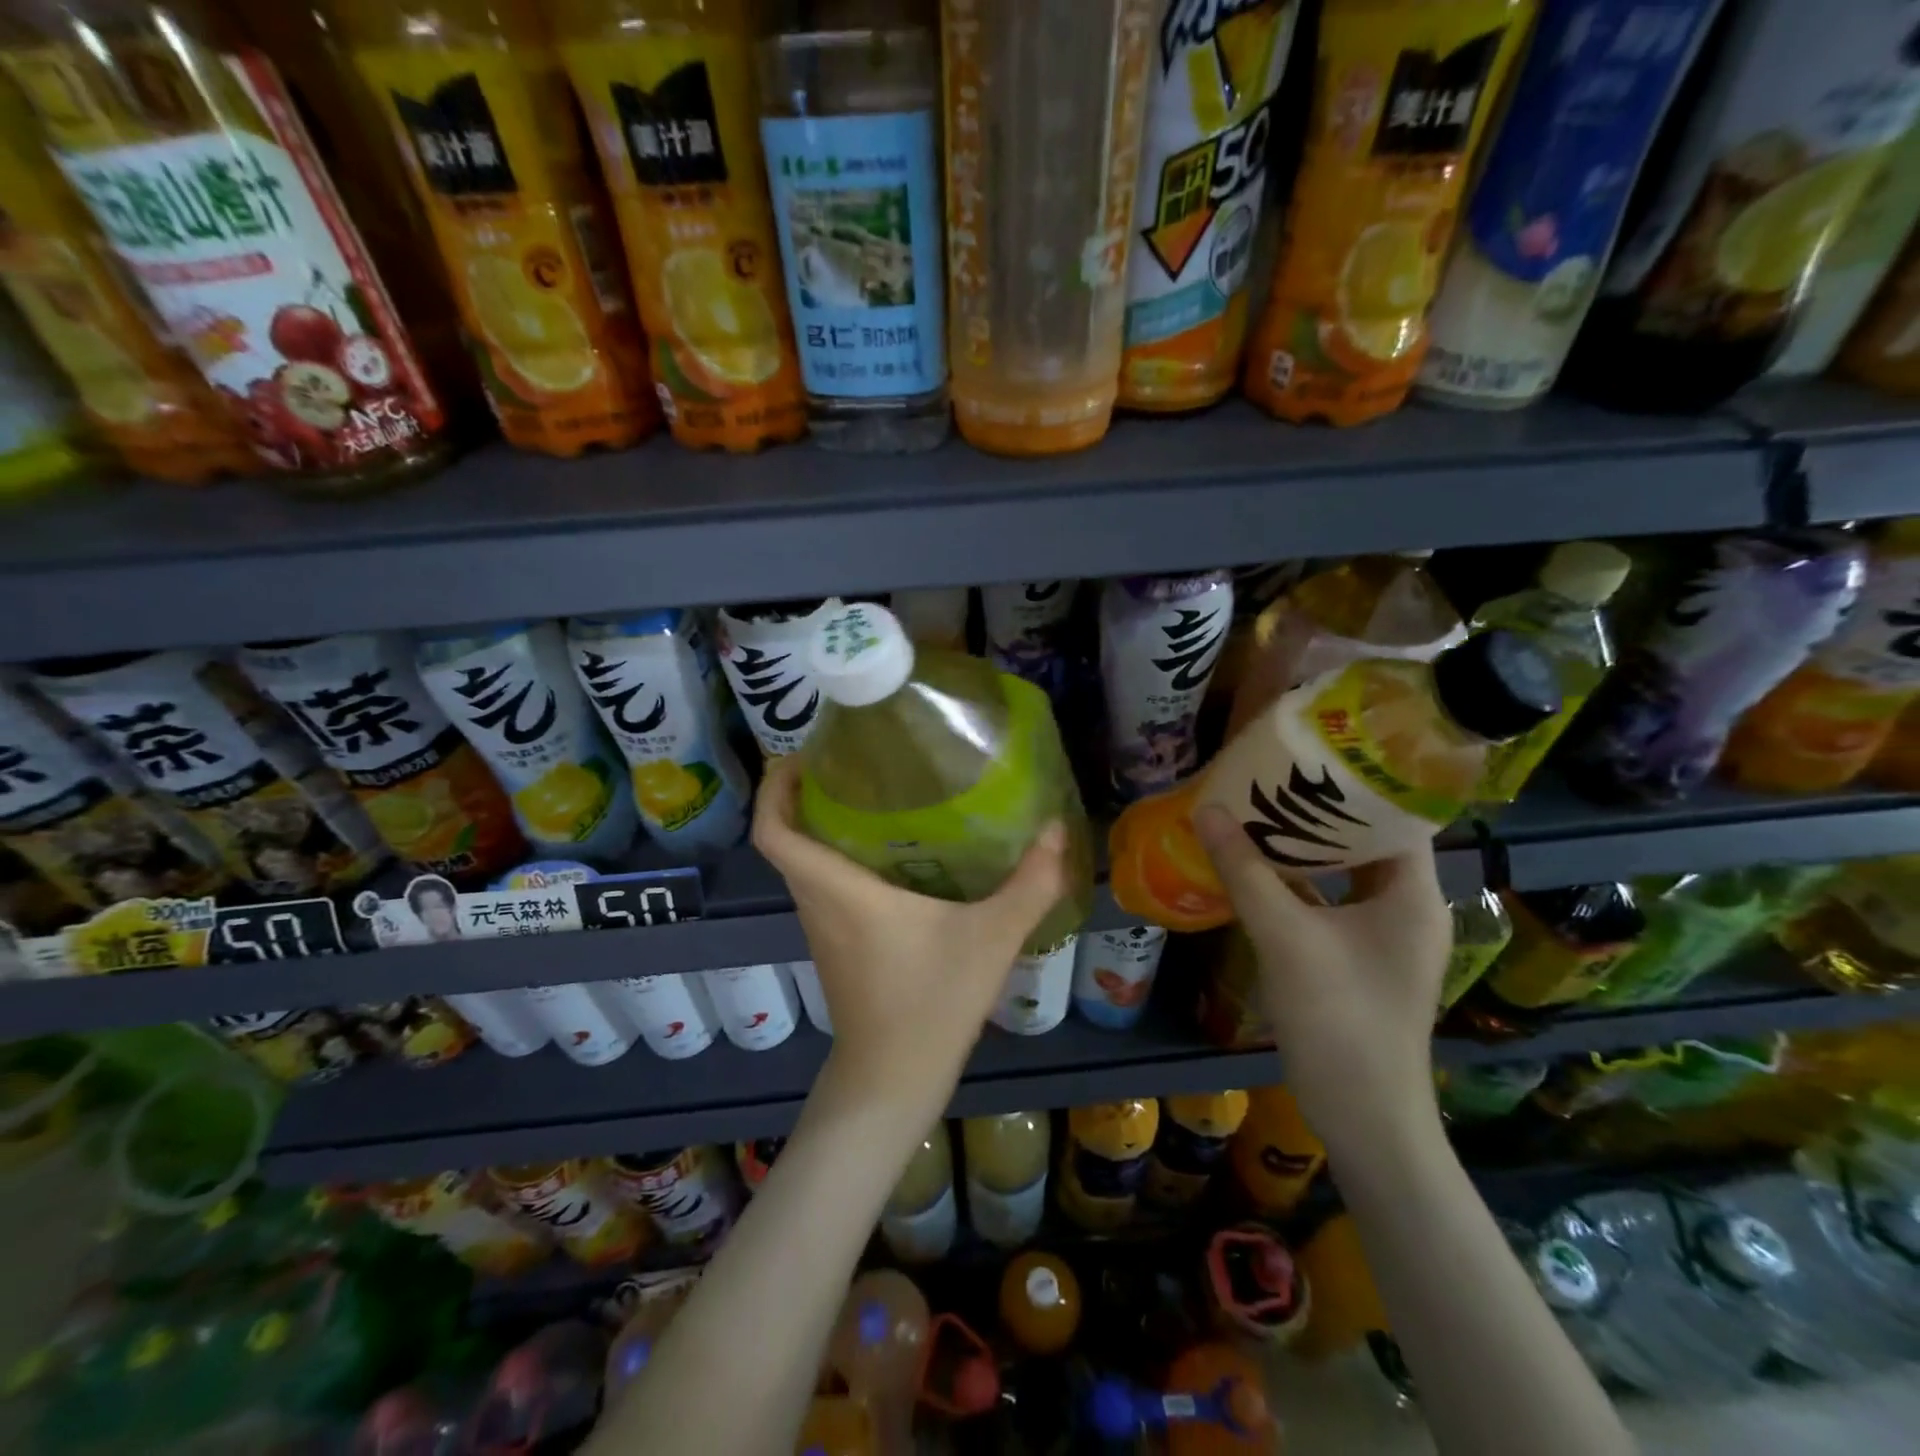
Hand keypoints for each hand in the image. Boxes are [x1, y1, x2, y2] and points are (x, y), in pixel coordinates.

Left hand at [752, 756, 1069, 1111]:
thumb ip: (1029, 884)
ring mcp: (822, 929)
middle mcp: (818, 903)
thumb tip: (1057, 831)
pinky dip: (838, 859)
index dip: (774, 788)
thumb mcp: (991, 939)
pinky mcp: (834, 947)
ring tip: (872, 796)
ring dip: (821, 827)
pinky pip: (822, 887)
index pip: (775, 831)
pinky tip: (891, 854)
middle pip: (786, 839)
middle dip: (803, 795)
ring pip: (804, 864)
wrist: (893, 1080)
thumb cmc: (932, 1004)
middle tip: (849, 762)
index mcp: (839, 890)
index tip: (801, 755)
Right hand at [1195, 804, 1450, 1154]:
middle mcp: (1408, 906)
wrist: (1363, 1116)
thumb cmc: (1339, 1018)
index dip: (1356, 781)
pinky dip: (1298, 882)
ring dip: (1304, 846)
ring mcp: (1383, 935)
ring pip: (1345, 872)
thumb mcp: (1285, 937)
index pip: (1396, 815)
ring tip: (1257, 810)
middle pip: (1367, 840)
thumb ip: (1246, 871)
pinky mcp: (1359, 957)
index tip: (1308, 754)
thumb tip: (1210, 810)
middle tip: (1270, 776)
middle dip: (1318, 809)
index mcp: (1413, 893)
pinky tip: (1256, 866)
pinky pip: (1329, 901)